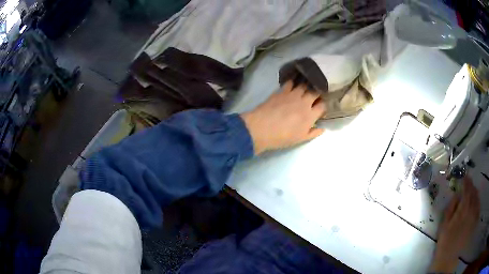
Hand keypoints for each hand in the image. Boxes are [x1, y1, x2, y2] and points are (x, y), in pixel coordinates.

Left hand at [241, 81, 325, 154]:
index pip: (322, 106)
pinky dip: (293, 81)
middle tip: (315, 93)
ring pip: (304, 85)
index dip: (323, 105)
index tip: (321, 106)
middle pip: (315, 92)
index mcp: (310, 115)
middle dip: (317, 91)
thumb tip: (323, 129)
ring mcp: (293, 95)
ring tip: (306, 84)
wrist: (262, 128)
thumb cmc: (282, 137)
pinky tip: (293, 81)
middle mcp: (304, 102)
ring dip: (306, 84)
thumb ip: (313, 133)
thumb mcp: (300, 139)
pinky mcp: (282, 91)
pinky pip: (290, 83)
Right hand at [430, 176, 480, 272]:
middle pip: (474, 192)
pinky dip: (477, 202)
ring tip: (472, 191)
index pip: (467, 189)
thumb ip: (451, 207)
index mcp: (463, 209)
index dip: (466, 181)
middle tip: (468, 183)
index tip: (464, 176)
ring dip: (475, 192)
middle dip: (471, 186)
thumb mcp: (444, 224)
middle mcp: (471, 209)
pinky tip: (476, 202)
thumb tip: (456, 194)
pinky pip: (478, 207)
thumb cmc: (445, 241)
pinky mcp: (474, 222)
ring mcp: (474, 216)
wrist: (448, 257)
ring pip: (477, 199)